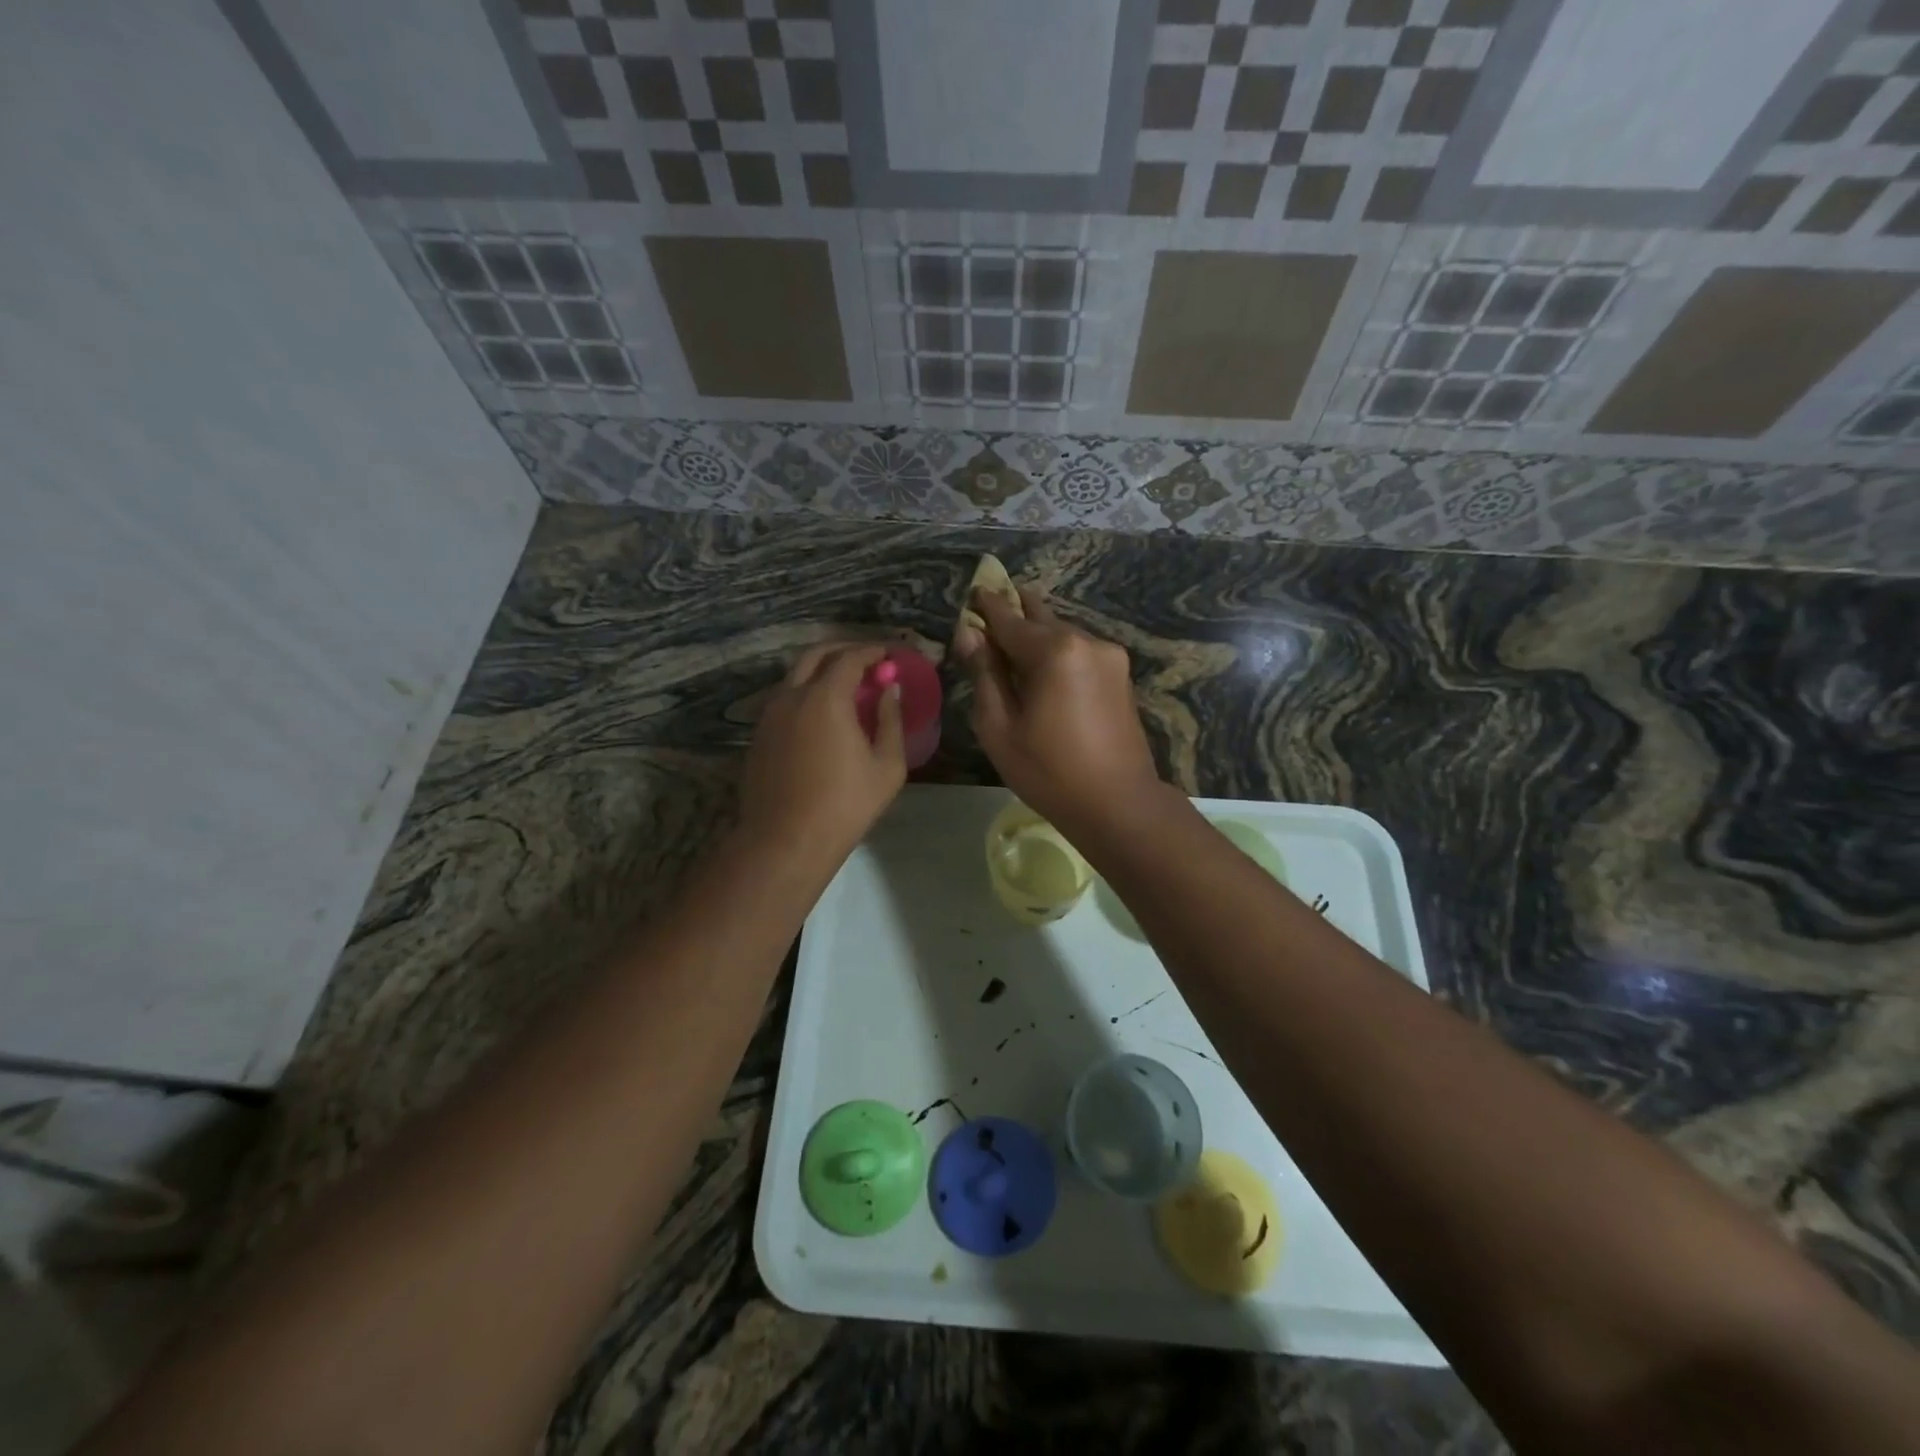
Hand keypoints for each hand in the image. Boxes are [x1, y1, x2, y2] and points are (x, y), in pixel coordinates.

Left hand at [741, 643, 904, 857]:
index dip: (872, 652)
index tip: (890, 655)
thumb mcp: (887, 766)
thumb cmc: (845, 804)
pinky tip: (823, 715)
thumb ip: (891, 721)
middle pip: (815, 655)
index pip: (850, 658)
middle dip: (843, 651)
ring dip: (822, 671)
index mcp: (826, 697)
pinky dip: (806, 693)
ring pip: (795, 677)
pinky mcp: (759, 735)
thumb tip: (890, 691)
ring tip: (847, 687)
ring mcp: (770, 715)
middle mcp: (792, 696)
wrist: (785, 840)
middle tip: (867, 662)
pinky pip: (785, 700)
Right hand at [955, 587, 1161, 831]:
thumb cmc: (1048, 771)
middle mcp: (1085, 641)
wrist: (1119, 804)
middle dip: (1016, 611)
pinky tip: (1044, 667)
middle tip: (993, 604)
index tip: (975, 590)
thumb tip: (969, 634)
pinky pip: (1079, 651)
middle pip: (1041, 618)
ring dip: (1038, 634)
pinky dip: (1058, 651)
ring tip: (1015, 641)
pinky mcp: (1120, 674)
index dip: (988, 606)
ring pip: (1062, 633)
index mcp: (1054, 651)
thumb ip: (984, 674)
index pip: (1010, 619)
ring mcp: (1109, 656)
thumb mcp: (1000, 727)